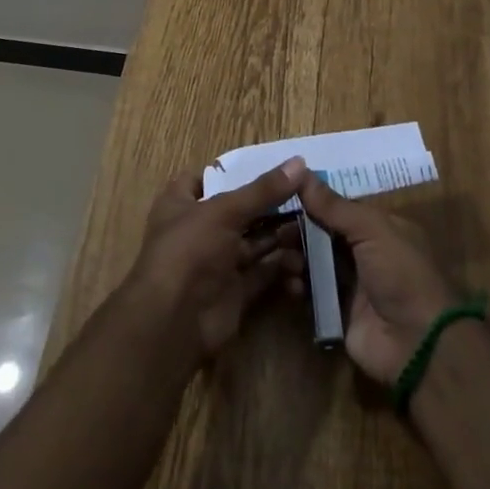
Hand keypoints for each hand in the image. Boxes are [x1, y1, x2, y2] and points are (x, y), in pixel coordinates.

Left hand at [124, 158, 308, 362]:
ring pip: (257, 242)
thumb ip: (263, 190)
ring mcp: (218, 262)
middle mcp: (200, 230)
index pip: (208, 178)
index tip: (275, 166)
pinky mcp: (235, 292)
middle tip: (310, 197)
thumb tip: (299, 162)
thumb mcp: (225, 211)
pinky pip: (264, 274)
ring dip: (283, 238)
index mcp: (183, 203)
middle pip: (242, 211)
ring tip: (315, 231)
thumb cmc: (190, 251)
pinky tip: (303, 268)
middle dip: (274, 206)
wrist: (173, 325)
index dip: (238, 172)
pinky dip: (284, 270)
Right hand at [299, 174, 460, 383]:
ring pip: (316, 262)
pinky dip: (300, 285)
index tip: (282, 195)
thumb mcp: (371, 230)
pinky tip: (290, 282)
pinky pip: (313, 293)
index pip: (339, 208)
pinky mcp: (338, 313)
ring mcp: (352, 284)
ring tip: (281, 256)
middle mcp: (365, 253)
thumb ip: (334, 205)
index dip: (313, 201)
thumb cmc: (400, 273)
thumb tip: (301, 170)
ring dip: (297, 256)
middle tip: (275, 229)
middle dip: (300, 230)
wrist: (417, 344)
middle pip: (324, 234)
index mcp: (379, 228)